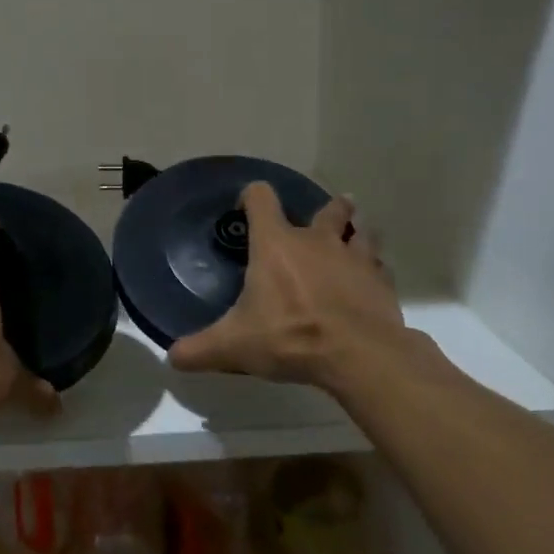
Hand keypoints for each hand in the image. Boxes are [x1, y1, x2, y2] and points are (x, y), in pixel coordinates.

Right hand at [167, 182, 410, 393]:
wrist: (359, 354)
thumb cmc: (290, 337)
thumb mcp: (234, 347)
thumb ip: (200, 349)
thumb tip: (172, 357)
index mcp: (276, 245)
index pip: (261, 198)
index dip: (252, 196)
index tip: (245, 208)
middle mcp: (316, 241)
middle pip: (327, 208)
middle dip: (327, 208)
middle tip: (323, 216)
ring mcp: (354, 258)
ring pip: (361, 230)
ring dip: (357, 230)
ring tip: (355, 235)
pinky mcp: (381, 281)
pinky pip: (379, 265)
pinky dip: (374, 268)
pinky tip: (369, 281)